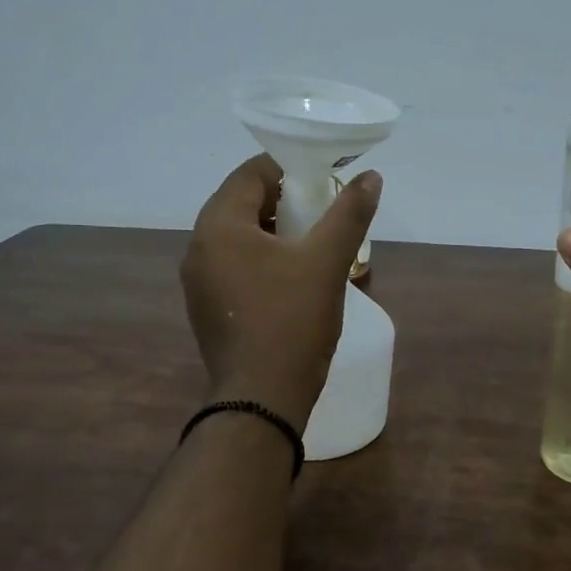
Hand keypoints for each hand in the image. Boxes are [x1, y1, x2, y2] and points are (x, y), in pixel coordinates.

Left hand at [182, 154, 382, 431]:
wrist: (261, 400)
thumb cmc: (291, 322)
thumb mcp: (326, 262)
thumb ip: (348, 214)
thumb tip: (371, 178)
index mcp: (218, 226)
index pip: (251, 174)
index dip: (291, 169)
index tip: (326, 179)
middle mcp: (198, 248)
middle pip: (243, 204)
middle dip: (287, 202)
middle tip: (325, 212)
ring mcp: (199, 282)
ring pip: (240, 238)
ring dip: (276, 233)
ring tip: (316, 245)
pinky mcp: (208, 309)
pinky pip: (235, 267)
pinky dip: (263, 261)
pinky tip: (293, 279)